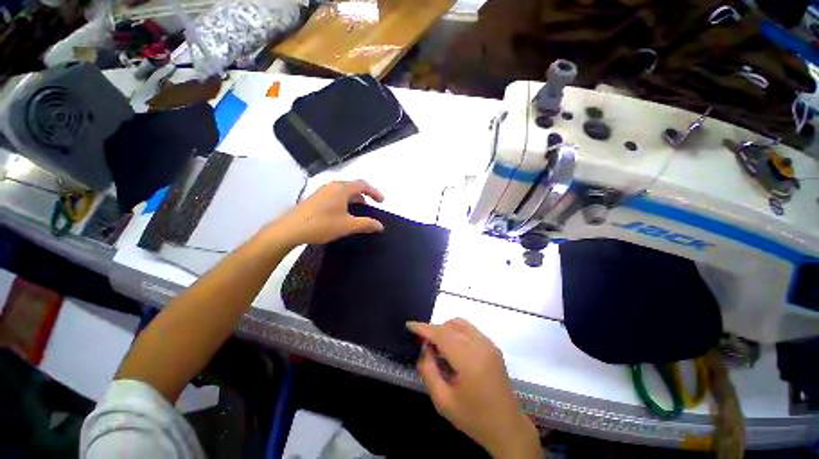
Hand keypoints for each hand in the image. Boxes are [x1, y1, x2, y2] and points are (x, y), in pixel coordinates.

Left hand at [271, 180, 384, 246]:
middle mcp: (332, 186)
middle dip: (365, 196)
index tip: (382, 201)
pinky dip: (345, 202)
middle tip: (371, 207)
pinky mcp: (315, 198)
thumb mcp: (348, 226)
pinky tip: (343, 214)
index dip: (375, 192)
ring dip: (354, 199)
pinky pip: (335, 196)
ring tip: (359, 212)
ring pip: (344, 191)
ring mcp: (322, 191)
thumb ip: (366, 224)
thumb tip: (380, 225)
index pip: (363, 184)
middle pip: (353, 186)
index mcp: (341, 188)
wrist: (290, 229)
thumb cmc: (322, 224)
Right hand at [407, 319, 540, 458]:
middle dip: (434, 329)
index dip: (424, 328)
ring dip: (446, 329)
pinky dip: (457, 332)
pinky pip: (470, 330)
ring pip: (461, 324)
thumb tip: (424, 349)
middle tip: (424, 343)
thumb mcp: (443, 401)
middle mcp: (480, 345)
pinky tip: (453, 350)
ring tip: (438, 347)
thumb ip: (429, 371)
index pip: (442, 334)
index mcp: (469, 360)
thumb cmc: (474, 418)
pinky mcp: (493, 346)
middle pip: (451, 325)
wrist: (507, 428)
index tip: (409, 325)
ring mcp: (489, 344)